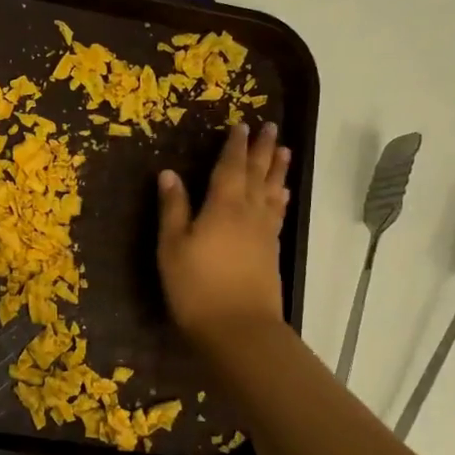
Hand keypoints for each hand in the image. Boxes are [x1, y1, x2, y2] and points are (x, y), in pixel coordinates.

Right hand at [156, 122, 290, 349]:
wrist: (238, 328)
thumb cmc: (196, 286)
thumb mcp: (173, 246)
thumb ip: (173, 208)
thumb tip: (169, 173)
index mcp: (223, 206)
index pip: (231, 167)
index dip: (235, 146)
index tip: (242, 126)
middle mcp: (249, 212)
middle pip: (258, 174)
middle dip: (263, 150)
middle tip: (271, 128)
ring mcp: (264, 232)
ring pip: (273, 192)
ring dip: (278, 170)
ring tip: (285, 151)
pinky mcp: (271, 251)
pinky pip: (277, 213)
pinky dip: (280, 198)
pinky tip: (282, 196)